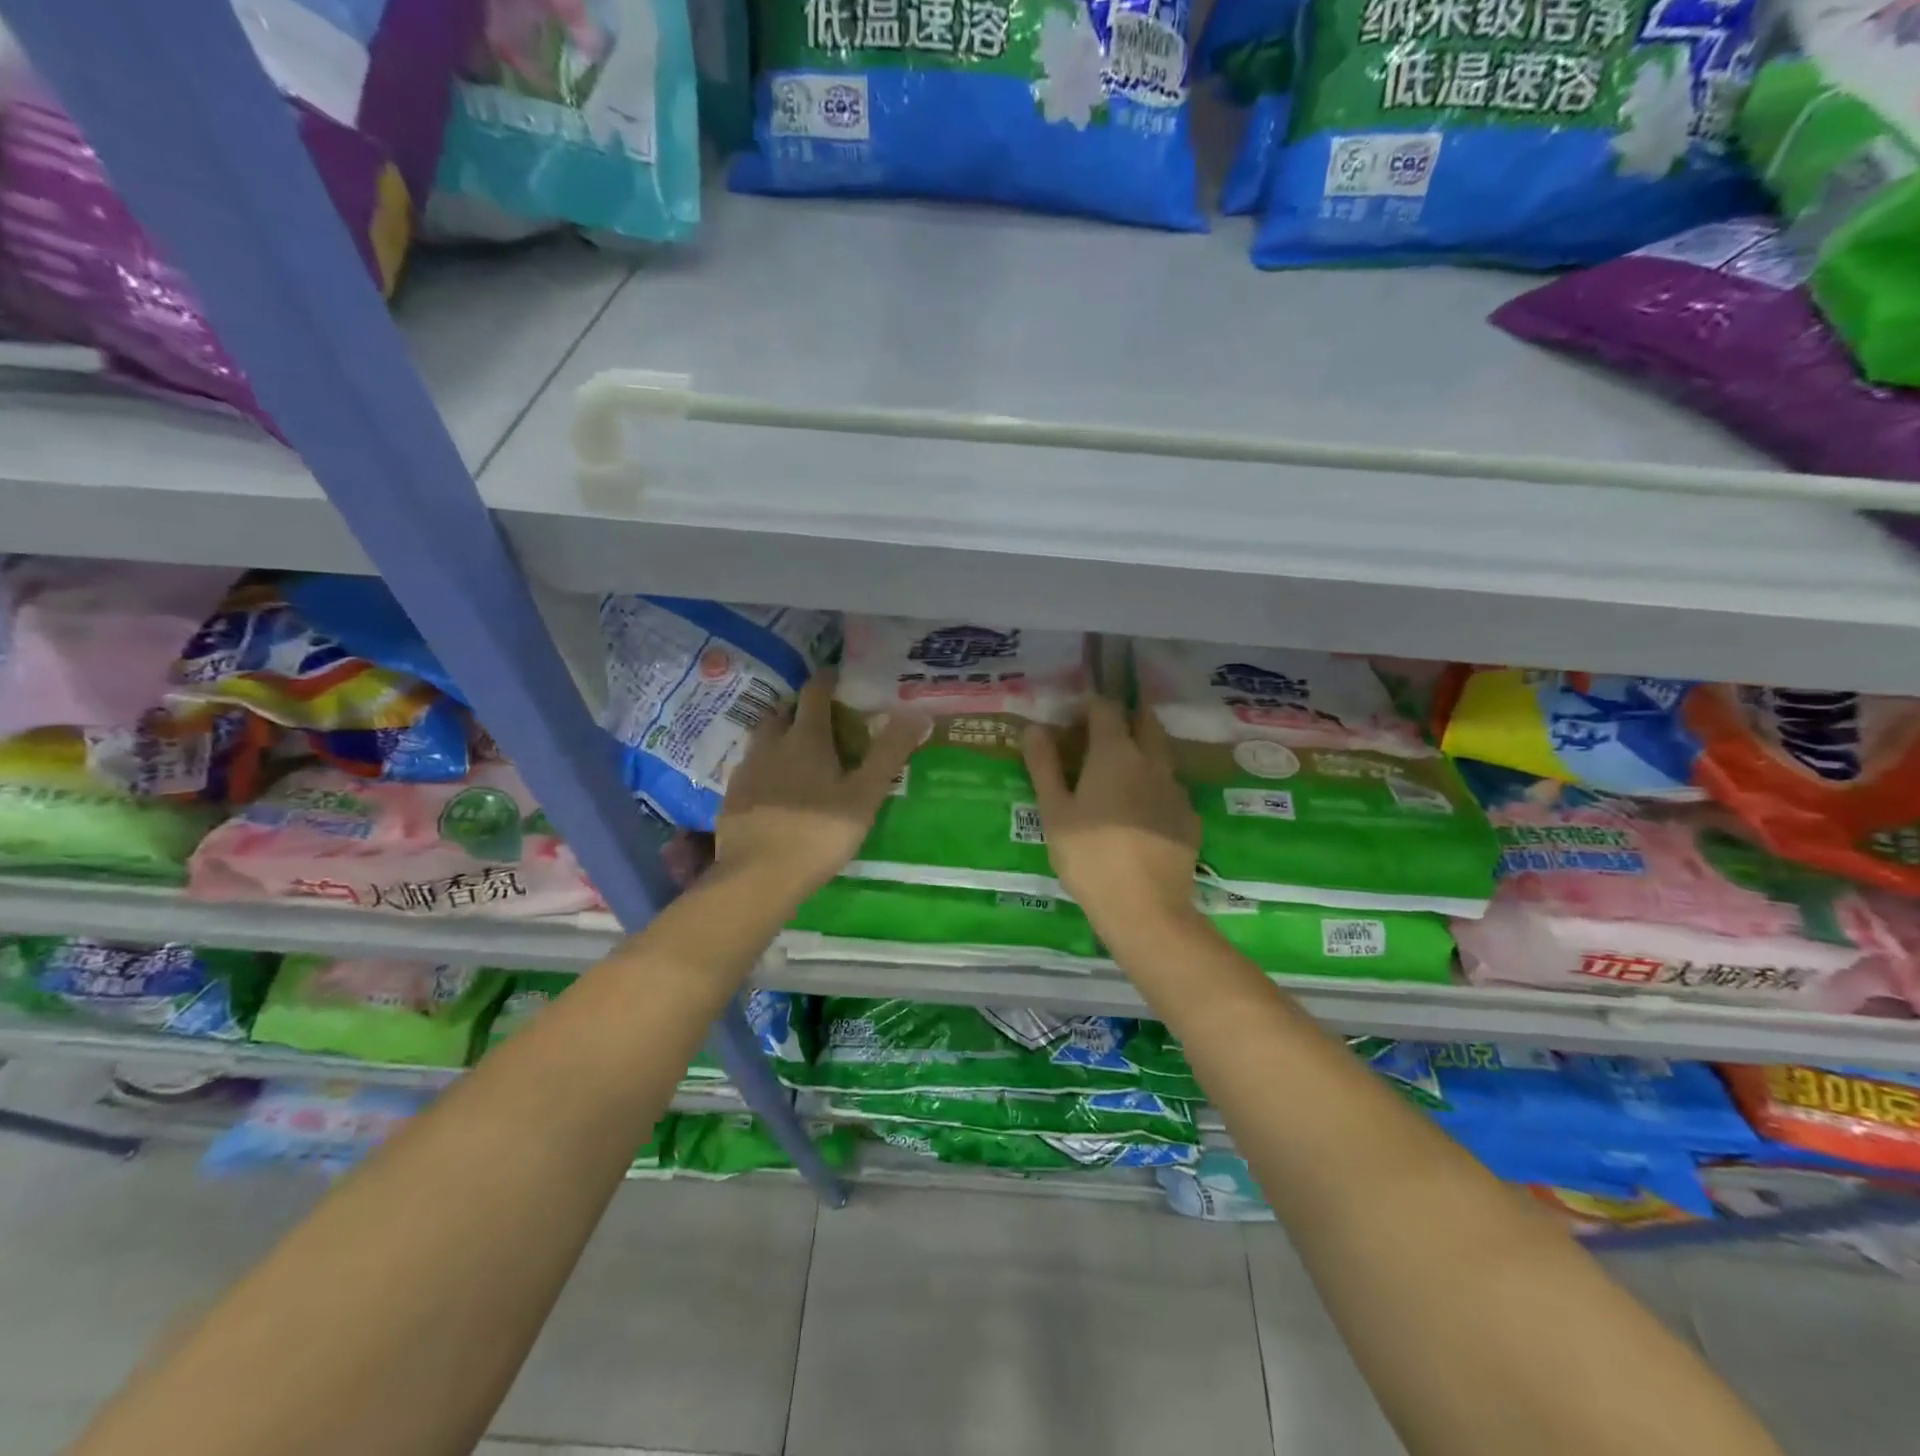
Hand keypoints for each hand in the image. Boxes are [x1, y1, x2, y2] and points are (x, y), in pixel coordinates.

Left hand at [715, 670, 924, 902]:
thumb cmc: (820, 832)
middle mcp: (771, 744)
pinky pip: (750, 768)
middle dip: (799, 708)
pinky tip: (774, 788)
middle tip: (819, 717)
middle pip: (782, 712)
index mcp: (806, 738)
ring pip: (762, 739)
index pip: (814, 693)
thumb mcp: (865, 794)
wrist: (759, 876)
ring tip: (797, 751)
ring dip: (779, 735)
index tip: (836, 674)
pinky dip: (764, 767)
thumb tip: (917, 712)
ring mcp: (747, 771)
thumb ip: (889, 753)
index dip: (826, 680)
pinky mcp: (732, 797)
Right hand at [1024, 697, 1200, 936]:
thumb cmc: (1089, 856)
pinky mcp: (1189, 818)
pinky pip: (1170, 788)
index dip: (1088, 707)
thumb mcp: (1054, 812)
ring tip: (1118, 775)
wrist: (1145, 908)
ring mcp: (1176, 789)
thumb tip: (1035, 728)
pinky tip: (1140, 813)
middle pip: (1144, 721)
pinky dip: (1154, 786)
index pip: (1106, 707)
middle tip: (1100, 737)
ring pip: (1161, 754)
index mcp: (1116, 753)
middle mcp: (1152, 761)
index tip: (1072, 722)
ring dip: (1142, 750)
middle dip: (1124, 718)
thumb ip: (1044, 766)